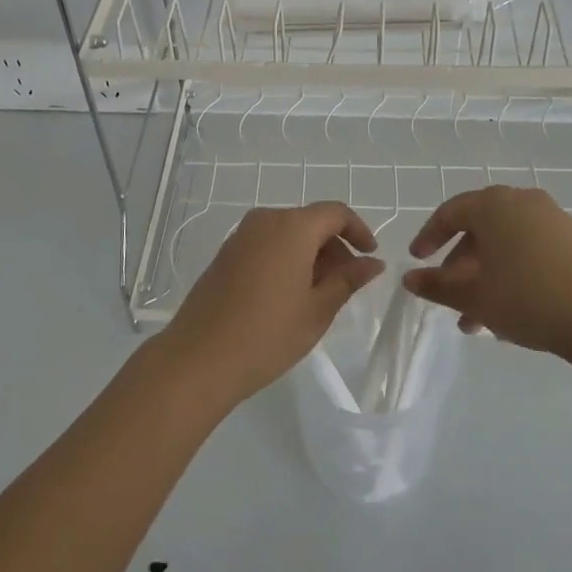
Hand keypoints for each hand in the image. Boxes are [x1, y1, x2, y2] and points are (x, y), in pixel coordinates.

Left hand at [161, 202, 384, 410]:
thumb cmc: (267, 334)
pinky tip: (289, 295)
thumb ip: (348, 280)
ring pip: (288, 233)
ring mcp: (240, 236)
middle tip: (347, 284)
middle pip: (310, 221)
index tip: (370, 257)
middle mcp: (265, 220)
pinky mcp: (225, 254)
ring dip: (310, 255)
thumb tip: (373, 262)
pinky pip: (266, 244)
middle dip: (334, 247)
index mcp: (291, 227)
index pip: (335, 213)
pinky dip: (286, 259)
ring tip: (319, 295)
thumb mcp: (318, 310)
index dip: (358, 230)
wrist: (199, 359)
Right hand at [402, 186, 571, 357]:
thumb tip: (409, 278)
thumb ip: (436, 285)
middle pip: (479, 230)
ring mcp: (552, 220)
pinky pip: (530, 252)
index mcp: (493, 204)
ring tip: (478, 321)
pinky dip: (512, 275)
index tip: (417, 260)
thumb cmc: (526, 297)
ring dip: (485, 277)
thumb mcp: (472, 295)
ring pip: (505, 245)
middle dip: (459, 267)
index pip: (450, 212)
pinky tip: (511, 313)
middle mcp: (522, 202)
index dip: (429, 237)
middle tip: (449, 299)